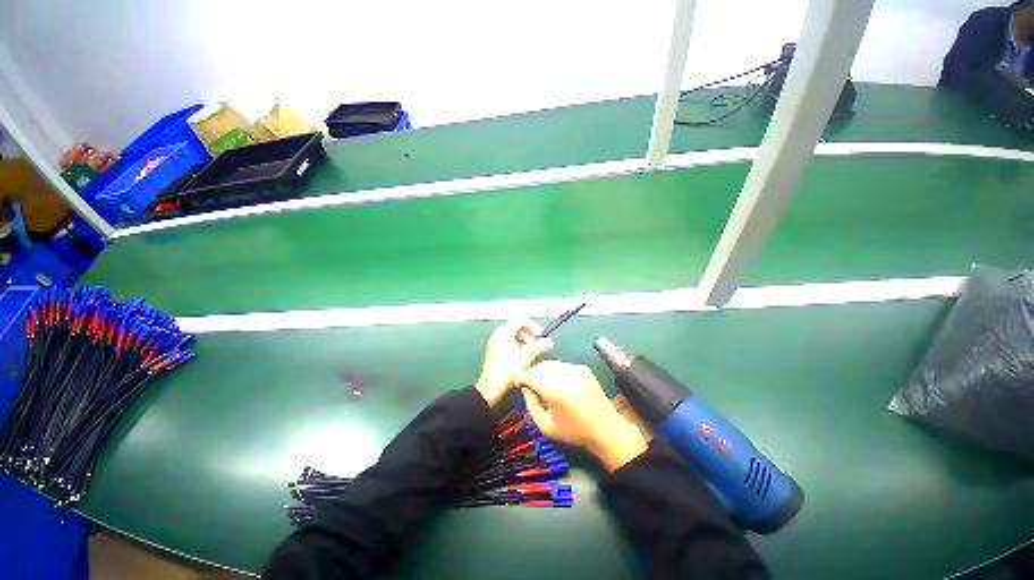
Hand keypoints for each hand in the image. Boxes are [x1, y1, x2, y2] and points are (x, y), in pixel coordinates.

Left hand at [474, 320, 553, 406]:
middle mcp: (498, 334)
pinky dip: (517, 347)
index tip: (541, 335)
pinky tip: (522, 359)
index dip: (533, 326)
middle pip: (517, 328)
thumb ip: (540, 346)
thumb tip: (549, 341)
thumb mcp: (527, 356)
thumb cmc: (508, 369)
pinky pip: (508, 344)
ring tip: (530, 353)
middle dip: (529, 335)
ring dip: (524, 342)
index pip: (521, 320)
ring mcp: (495, 343)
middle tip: (536, 345)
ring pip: (513, 337)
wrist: (491, 388)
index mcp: (504, 331)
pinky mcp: (494, 352)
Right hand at [517, 361, 647, 471]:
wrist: (606, 428)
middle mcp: (564, 374)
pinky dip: (556, 371)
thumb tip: (524, 387)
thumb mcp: (545, 426)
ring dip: (543, 372)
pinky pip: (562, 365)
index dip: (521, 378)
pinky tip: (559, 384)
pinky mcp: (583, 367)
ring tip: (544, 385)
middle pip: (539, 366)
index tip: (519, 385)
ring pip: (550, 364)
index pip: (529, 374)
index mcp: (554, 390)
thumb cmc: (573, 431)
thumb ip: (531, 405)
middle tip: (530, 386)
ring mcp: (575, 368)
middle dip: (531, 374)